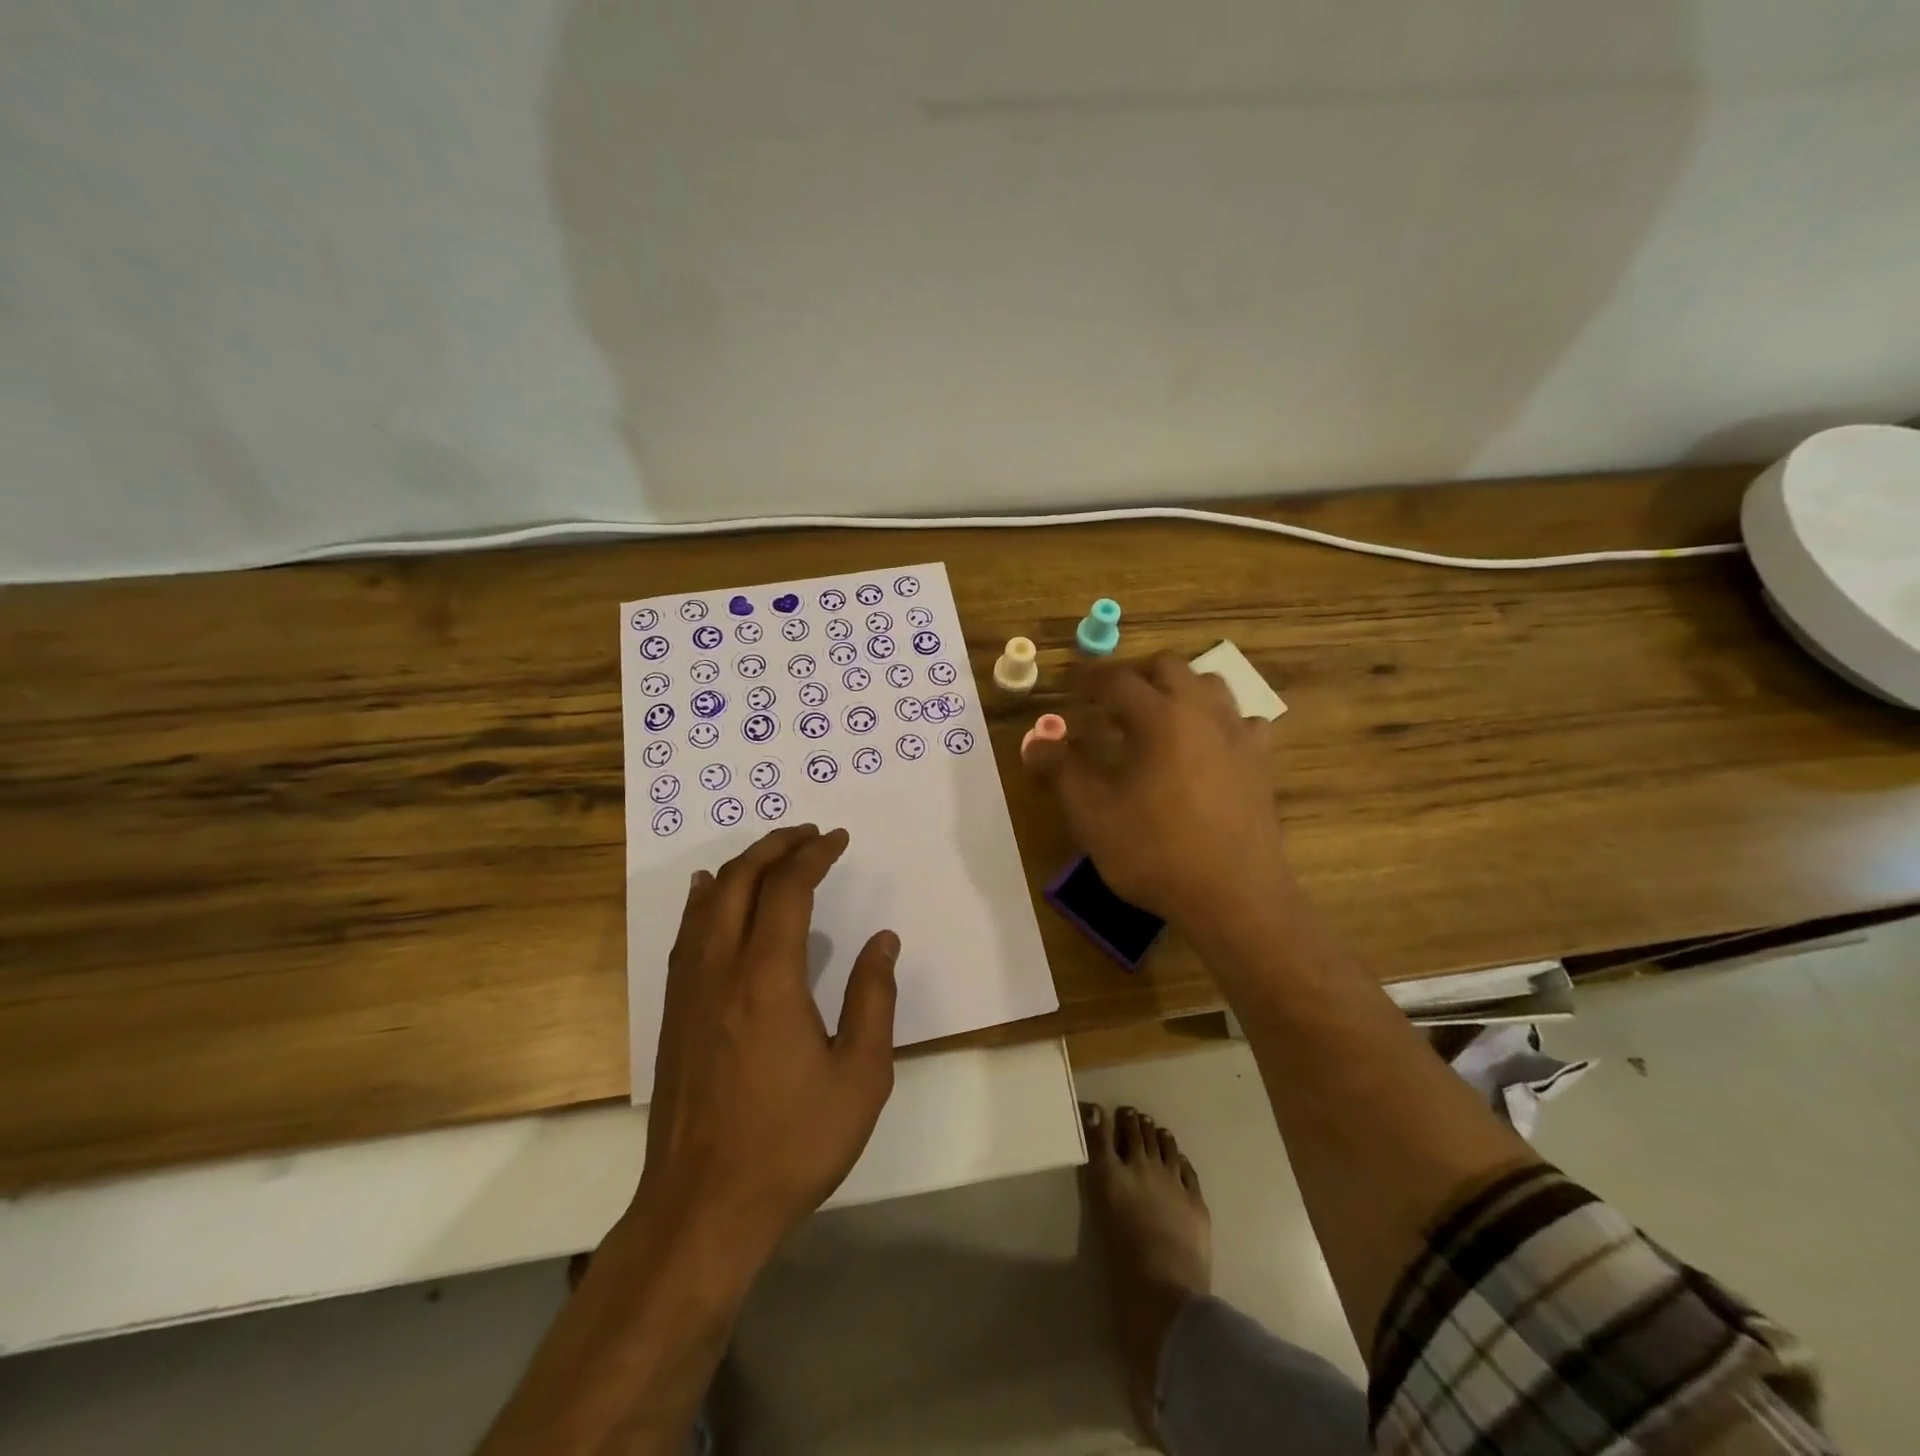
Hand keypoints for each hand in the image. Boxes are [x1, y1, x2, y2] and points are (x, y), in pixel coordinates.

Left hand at [633, 825, 899, 1278]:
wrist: (703, 1209)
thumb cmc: (791, 1143)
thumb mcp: (860, 1076)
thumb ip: (874, 999)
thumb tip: (883, 940)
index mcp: (769, 978)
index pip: (788, 889)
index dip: (814, 855)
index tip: (838, 839)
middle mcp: (721, 969)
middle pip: (741, 881)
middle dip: (775, 846)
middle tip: (808, 834)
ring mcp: (689, 990)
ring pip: (708, 902)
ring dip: (741, 867)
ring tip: (771, 853)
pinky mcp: (673, 1014)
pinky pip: (687, 934)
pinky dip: (705, 900)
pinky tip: (711, 894)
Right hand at [1025, 652, 1292, 933]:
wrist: (1235, 897)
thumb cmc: (1156, 853)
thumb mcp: (1093, 816)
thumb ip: (1062, 772)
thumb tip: (1035, 743)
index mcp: (1159, 718)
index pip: (1116, 680)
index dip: (1088, 678)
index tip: (1070, 684)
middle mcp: (1202, 713)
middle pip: (1169, 666)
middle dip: (1135, 674)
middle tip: (1111, 700)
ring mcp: (1239, 735)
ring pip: (1211, 685)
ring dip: (1180, 689)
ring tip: (1158, 716)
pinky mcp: (1262, 762)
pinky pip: (1244, 722)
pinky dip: (1220, 722)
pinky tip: (1209, 746)